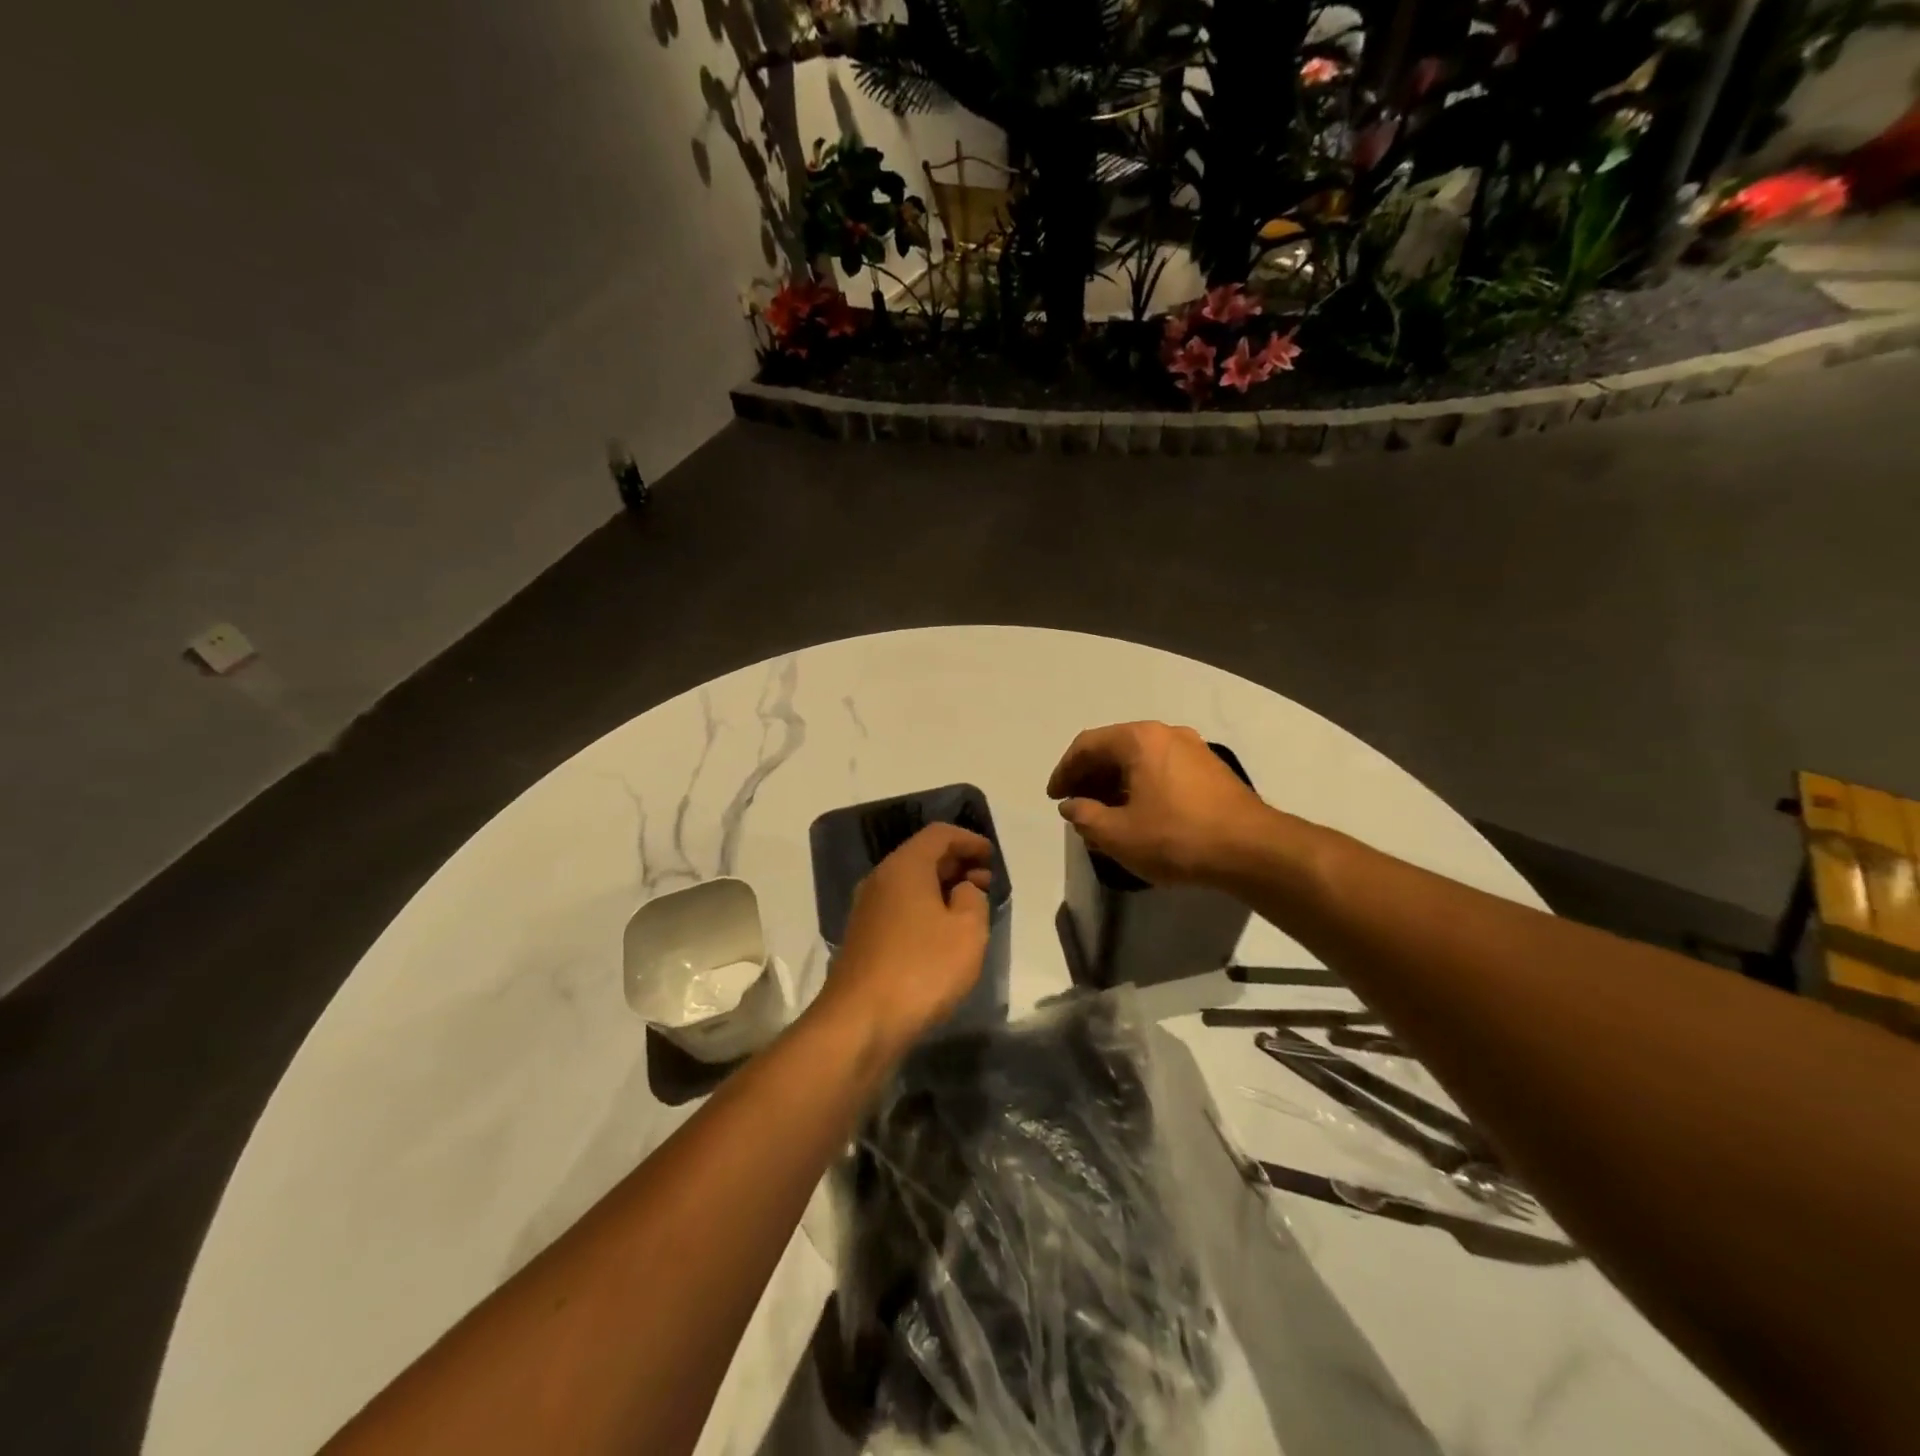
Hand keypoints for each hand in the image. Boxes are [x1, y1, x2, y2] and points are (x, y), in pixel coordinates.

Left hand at [816, 823, 994, 1054]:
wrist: (860, 1021)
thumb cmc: (922, 968)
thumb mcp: (967, 931)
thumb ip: (973, 899)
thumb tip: (961, 890)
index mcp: (904, 866)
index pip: (939, 834)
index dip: (969, 840)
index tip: (991, 856)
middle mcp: (880, 879)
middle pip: (922, 856)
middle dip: (956, 863)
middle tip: (985, 882)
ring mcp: (867, 909)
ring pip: (910, 883)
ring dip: (941, 888)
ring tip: (969, 909)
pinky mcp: (863, 937)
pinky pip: (900, 906)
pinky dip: (925, 908)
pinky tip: (942, 933)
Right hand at [1047, 721, 1270, 885]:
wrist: (1253, 850)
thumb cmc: (1177, 838)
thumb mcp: (1119, 834)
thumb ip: (1085, 817)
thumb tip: (1072, 806)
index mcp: (1139, 739)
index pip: (1087, 745)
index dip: (1064, 771)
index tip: (1055, 798)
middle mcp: (1166, 734)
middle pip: (1114, 748)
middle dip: (1089, 777)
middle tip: (1076, 806)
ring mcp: (1193, 749)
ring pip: (1140, 760)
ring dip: (1115, 784)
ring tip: (1105, 815)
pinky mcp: (1210, 770)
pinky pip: (1162, 770)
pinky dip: (1141, 787)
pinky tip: (1139, 815)